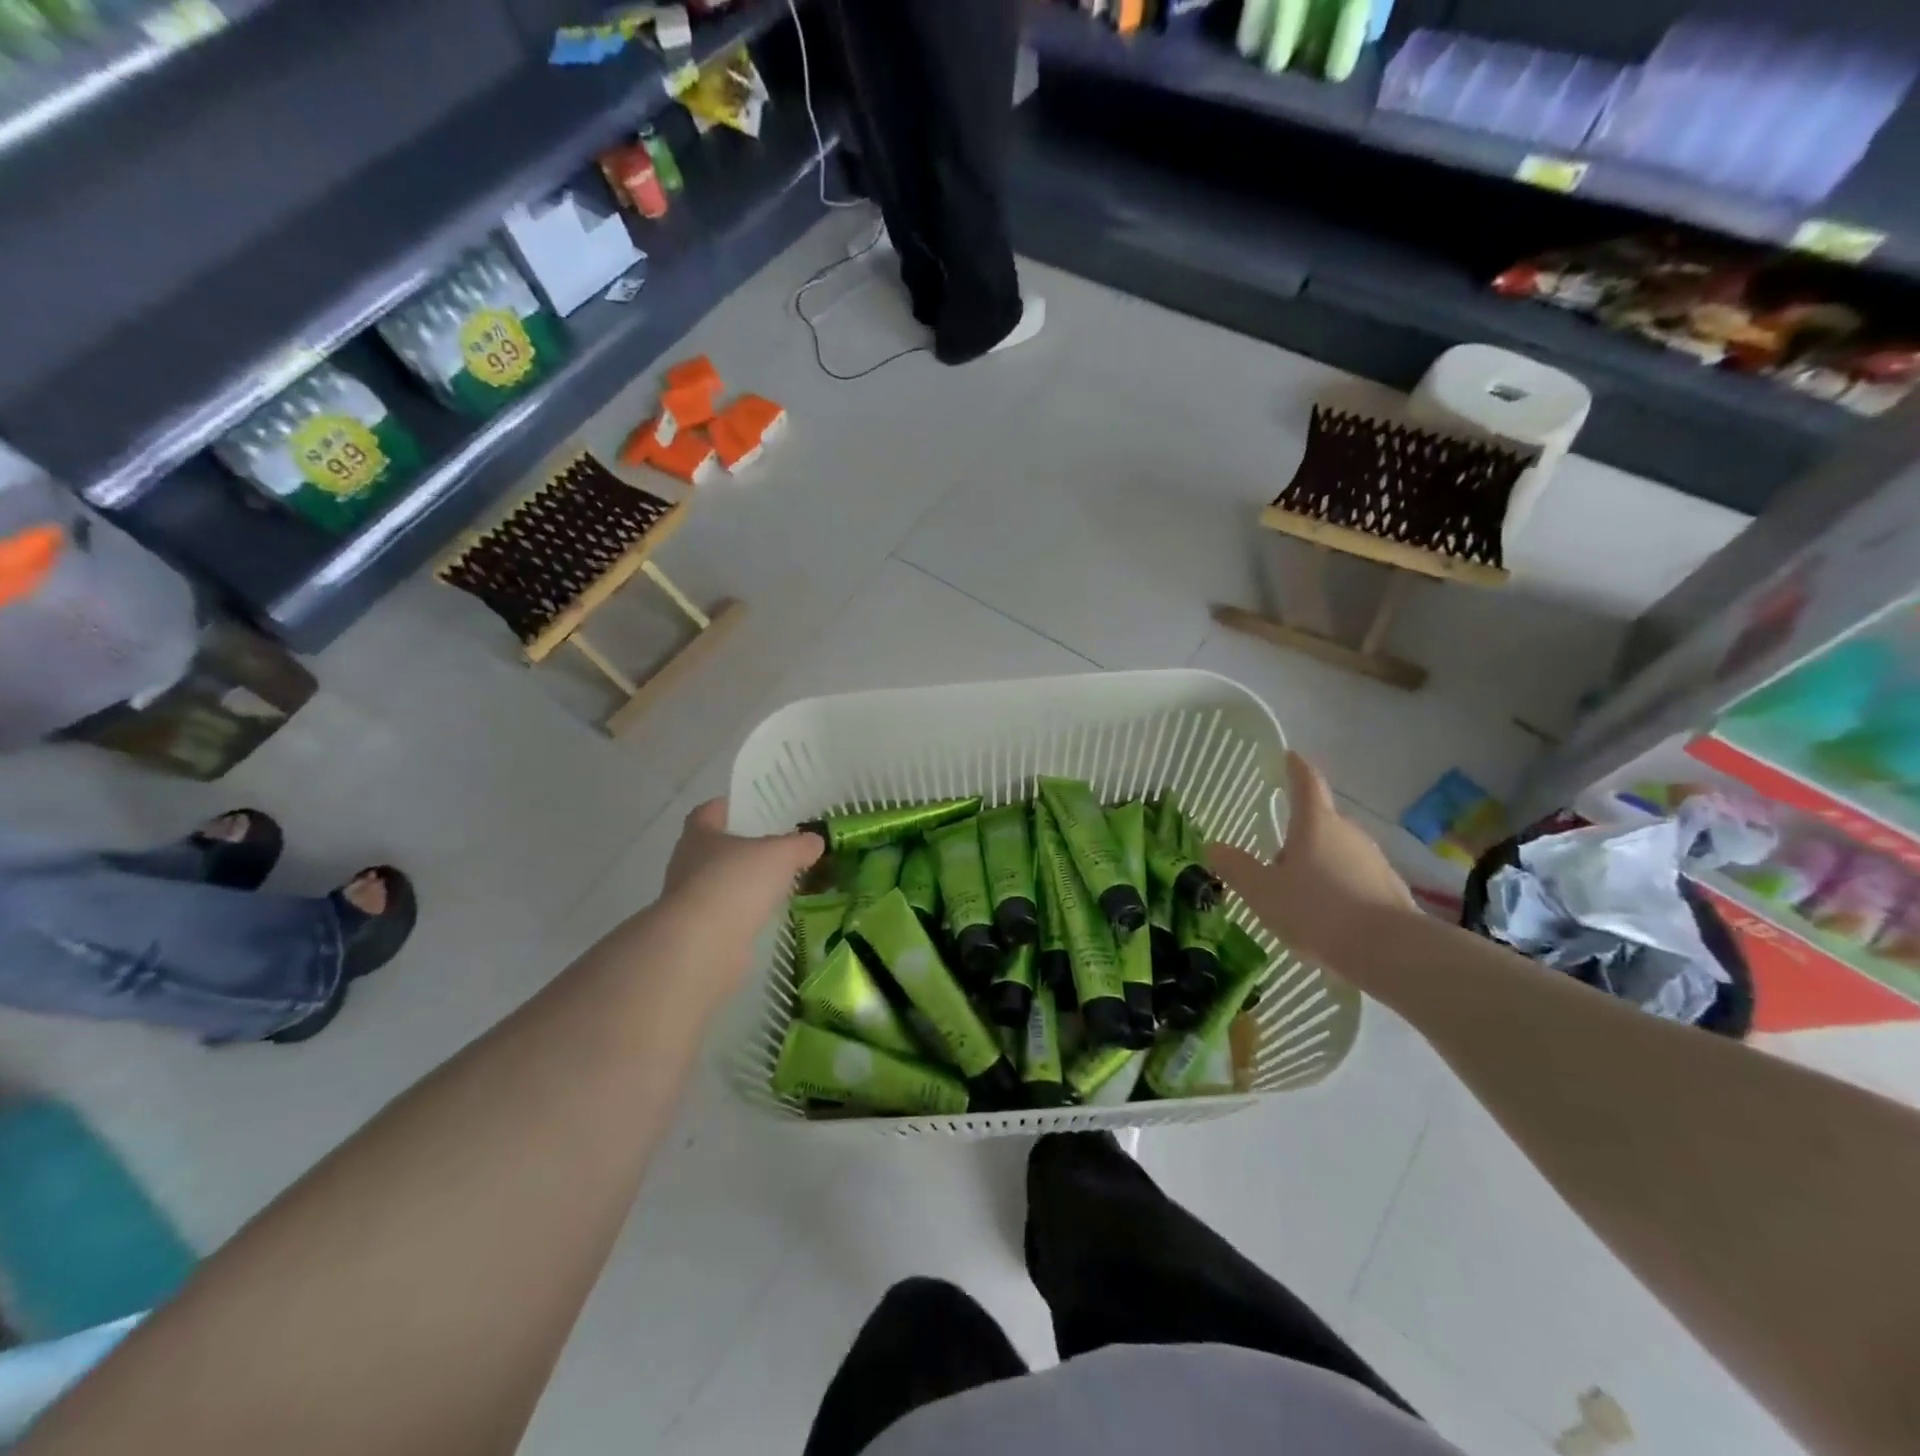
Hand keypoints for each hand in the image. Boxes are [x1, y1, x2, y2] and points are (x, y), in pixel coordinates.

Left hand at [663, 797, 822, 921]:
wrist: (703, 946)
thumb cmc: (736, 883)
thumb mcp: (780, 854)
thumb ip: (799, 845)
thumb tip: (814, 841)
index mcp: (699, 835)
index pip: (708, 812)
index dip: (728, 808)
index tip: (751, 810)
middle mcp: (688, 864)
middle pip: (714, 849)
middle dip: (741, 848)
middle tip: (775, 848)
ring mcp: (690, 901)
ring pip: (720, 884)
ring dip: (743, 884)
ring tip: (777, 884)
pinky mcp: (698, 933)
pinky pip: (726, 915)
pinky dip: (744, 914)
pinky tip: (769, 916)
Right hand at [1209, 752, 1414, 967]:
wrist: (1391, 953)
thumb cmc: (1318, 912)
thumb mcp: (1264, 893)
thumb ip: (1237, 868)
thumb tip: (1214, 846)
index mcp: (1316, 824)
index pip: (1306, 783)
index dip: (1295, 768)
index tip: (1289, 756)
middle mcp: (1348, 833)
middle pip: (1319, 822)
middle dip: (1298, 834)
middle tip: (1273, 858)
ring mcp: (1373, 860)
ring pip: (1337, 852)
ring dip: (1317, 864)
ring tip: (1296, 895)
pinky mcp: (1390, 889)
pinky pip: (1354, 878)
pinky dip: (1337, 887)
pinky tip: (1325, 918)